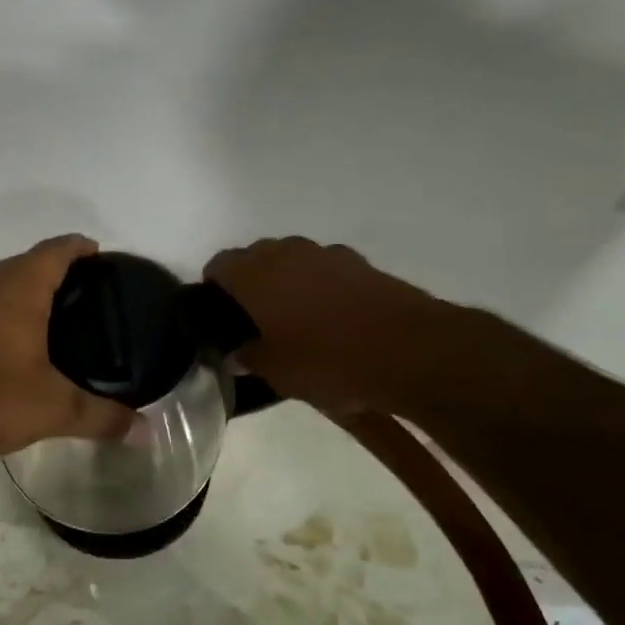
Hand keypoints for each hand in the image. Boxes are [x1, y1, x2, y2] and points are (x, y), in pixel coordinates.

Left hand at [0, 236, 137, 460]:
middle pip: (25, 262)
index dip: (77, 247)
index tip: (97, 253)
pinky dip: (0, 307)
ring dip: (23, 285)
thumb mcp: (55, 410)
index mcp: (18, 292)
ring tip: (50, 309)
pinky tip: (9, 338)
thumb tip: (146, 430)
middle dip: (53, 266)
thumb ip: (102, 416)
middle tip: (83, 287)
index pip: (54, 252)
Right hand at [205, 237, 458, 414]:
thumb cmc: (328, 360)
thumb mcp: (278, 372)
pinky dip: (319, 286)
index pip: (220, 264)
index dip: (214, 286)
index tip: (218, 313)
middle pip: (255, 256)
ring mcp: (327, 254)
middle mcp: (287, 253)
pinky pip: (325, 269)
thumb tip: (234, 355)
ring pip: (292, 260)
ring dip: (286, 281)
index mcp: (256, 274)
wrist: (410, 349)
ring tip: (293, 319)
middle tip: (252, 319)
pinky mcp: (360, 264)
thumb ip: (249, 358)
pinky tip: (331, 318)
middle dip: (249, 282)